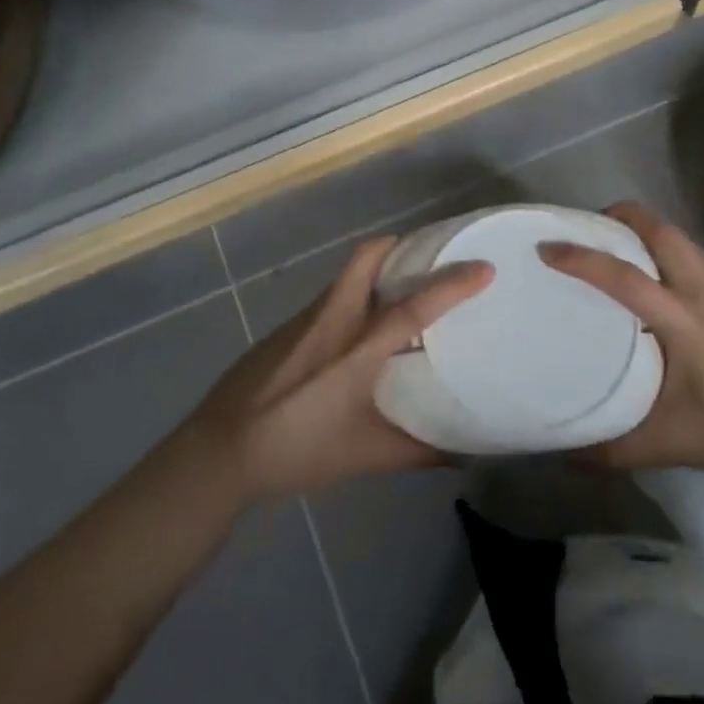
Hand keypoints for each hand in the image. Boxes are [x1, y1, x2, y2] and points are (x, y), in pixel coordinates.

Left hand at [186, 237, 492, 500]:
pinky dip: (354, 297)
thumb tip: (463, 454)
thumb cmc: (296, 451)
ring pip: (347, 276)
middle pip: (366, 258)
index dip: (451, 285)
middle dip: (400, 246)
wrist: (220, 451)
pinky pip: (330, 298)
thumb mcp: (363, 456)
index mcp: (357, 349)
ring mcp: (304, 320)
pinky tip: (359, 331)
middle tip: (430, 257)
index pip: (413, 307)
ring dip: (378, 271)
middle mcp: (332, 320)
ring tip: (404, 292)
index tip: (483, 267)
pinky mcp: (285, 328)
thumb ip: (416, 452)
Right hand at [540, 201, 703, 481]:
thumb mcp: (669, 445)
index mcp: (684, 323)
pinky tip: (649, 273)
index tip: (547, 249)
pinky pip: (690, 254)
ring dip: (644, 228)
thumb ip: (612, 447)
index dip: (583, 259)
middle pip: (662, 231)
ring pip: (679, 238)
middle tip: (586, 227)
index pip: (626, 278)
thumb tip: (561, 452)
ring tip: (612, 243)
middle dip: (622, 217)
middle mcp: (703, 294)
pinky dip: (662, 246)